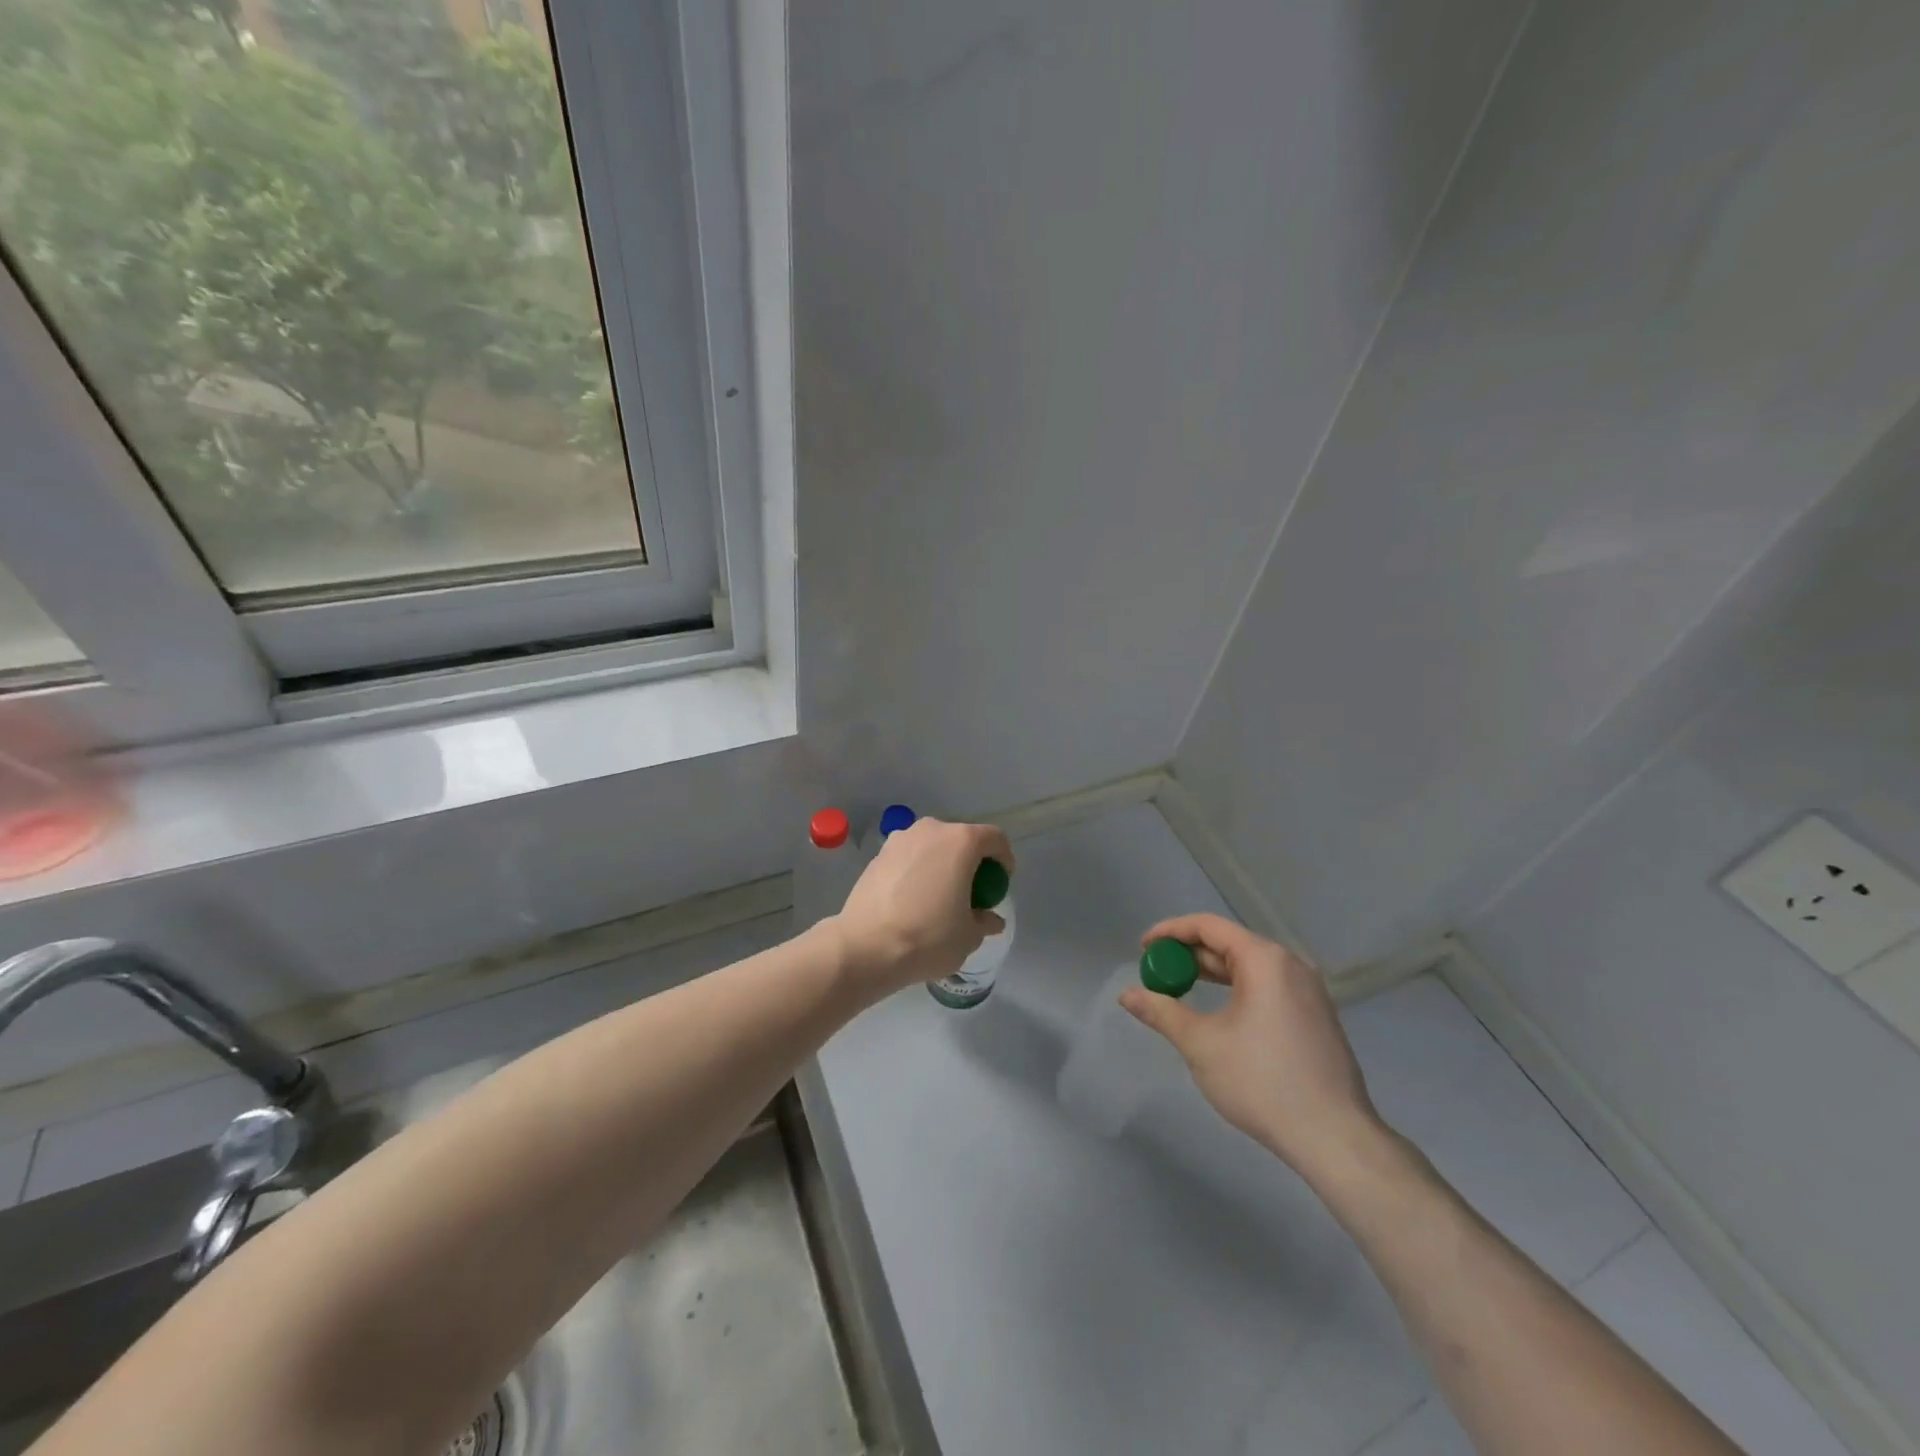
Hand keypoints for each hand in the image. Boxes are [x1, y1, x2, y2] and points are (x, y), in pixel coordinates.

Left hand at [830, 818, 1013, 996]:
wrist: (866, 947)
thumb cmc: (928, 937)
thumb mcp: (969, 936)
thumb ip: (984, 921)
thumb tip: (989, 919)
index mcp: (961, 841)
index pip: (995, 839)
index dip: (1003, 859)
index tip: (1000, 883)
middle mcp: (931, 830)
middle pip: (961, 839)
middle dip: (971, 862)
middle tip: (971, 892)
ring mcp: (900, 839)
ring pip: (932, 847)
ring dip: (941, 865)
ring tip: (939, 897)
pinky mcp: (877, 855)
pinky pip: (908, 858)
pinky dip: (917, 872)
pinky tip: (912, 901)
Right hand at [1120, 913, 1385, 1181]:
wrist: (1334, 1138)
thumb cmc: (1262, 1082)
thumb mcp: (1201, 1044)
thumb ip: (1162, 1012)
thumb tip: (1126, 995)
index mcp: (1264, 960)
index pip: (1208, 926)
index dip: (1169, 932)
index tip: (1142, 949)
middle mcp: (1290, 964)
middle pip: (1230, 943)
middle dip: (1188, 954)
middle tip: (1156, 972)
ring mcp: (1309, 990)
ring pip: (1249, 966)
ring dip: (1212, 972)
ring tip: (1180, 988)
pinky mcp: (1316, 1015)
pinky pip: (1267, 985)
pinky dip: (1237, 988)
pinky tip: (1219, 1011)